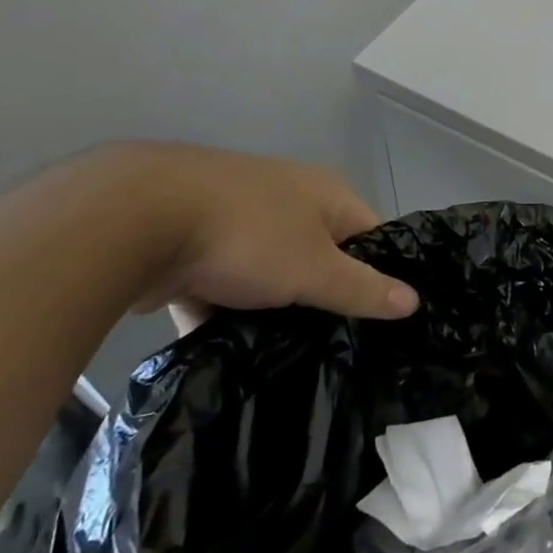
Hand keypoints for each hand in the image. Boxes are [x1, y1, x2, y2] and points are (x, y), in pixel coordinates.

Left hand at [81, 144, 418, 328]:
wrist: (137, 219)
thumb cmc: (249, 235)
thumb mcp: (315, 269)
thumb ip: (363, 288)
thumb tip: (415, 301)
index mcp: (325, 194)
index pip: (370, 236)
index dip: (378, 276)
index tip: (376, 323)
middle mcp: (287, 198)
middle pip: (319, 256)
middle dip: (320, 299)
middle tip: (330, 347)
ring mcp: (238, 218)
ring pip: (269, 274)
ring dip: (270, 310)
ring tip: (282, 359)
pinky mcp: (194, 243)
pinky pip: (223, 284)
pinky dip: (226, 313)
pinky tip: (229, 354)